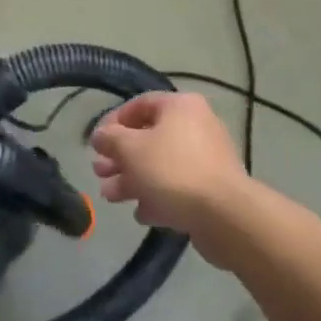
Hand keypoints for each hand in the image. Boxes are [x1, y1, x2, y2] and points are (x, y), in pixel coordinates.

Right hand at [90, 91, 248, 241]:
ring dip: (132, 179)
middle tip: (99, 172)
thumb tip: (100, 136)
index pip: (139, 104)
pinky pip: (177, 187)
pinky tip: (142, 213)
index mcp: (180, 106)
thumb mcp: (130, 149)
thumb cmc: (172, 171)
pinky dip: (157, 197)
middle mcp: (196, 126)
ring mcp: (206, 159)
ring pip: (160, 165)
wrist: (224, 216)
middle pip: (148, 137)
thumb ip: (110, 138)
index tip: (96, 143)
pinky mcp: (212, 189)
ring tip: (111, 197)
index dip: (113, 122)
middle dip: (120, 157)